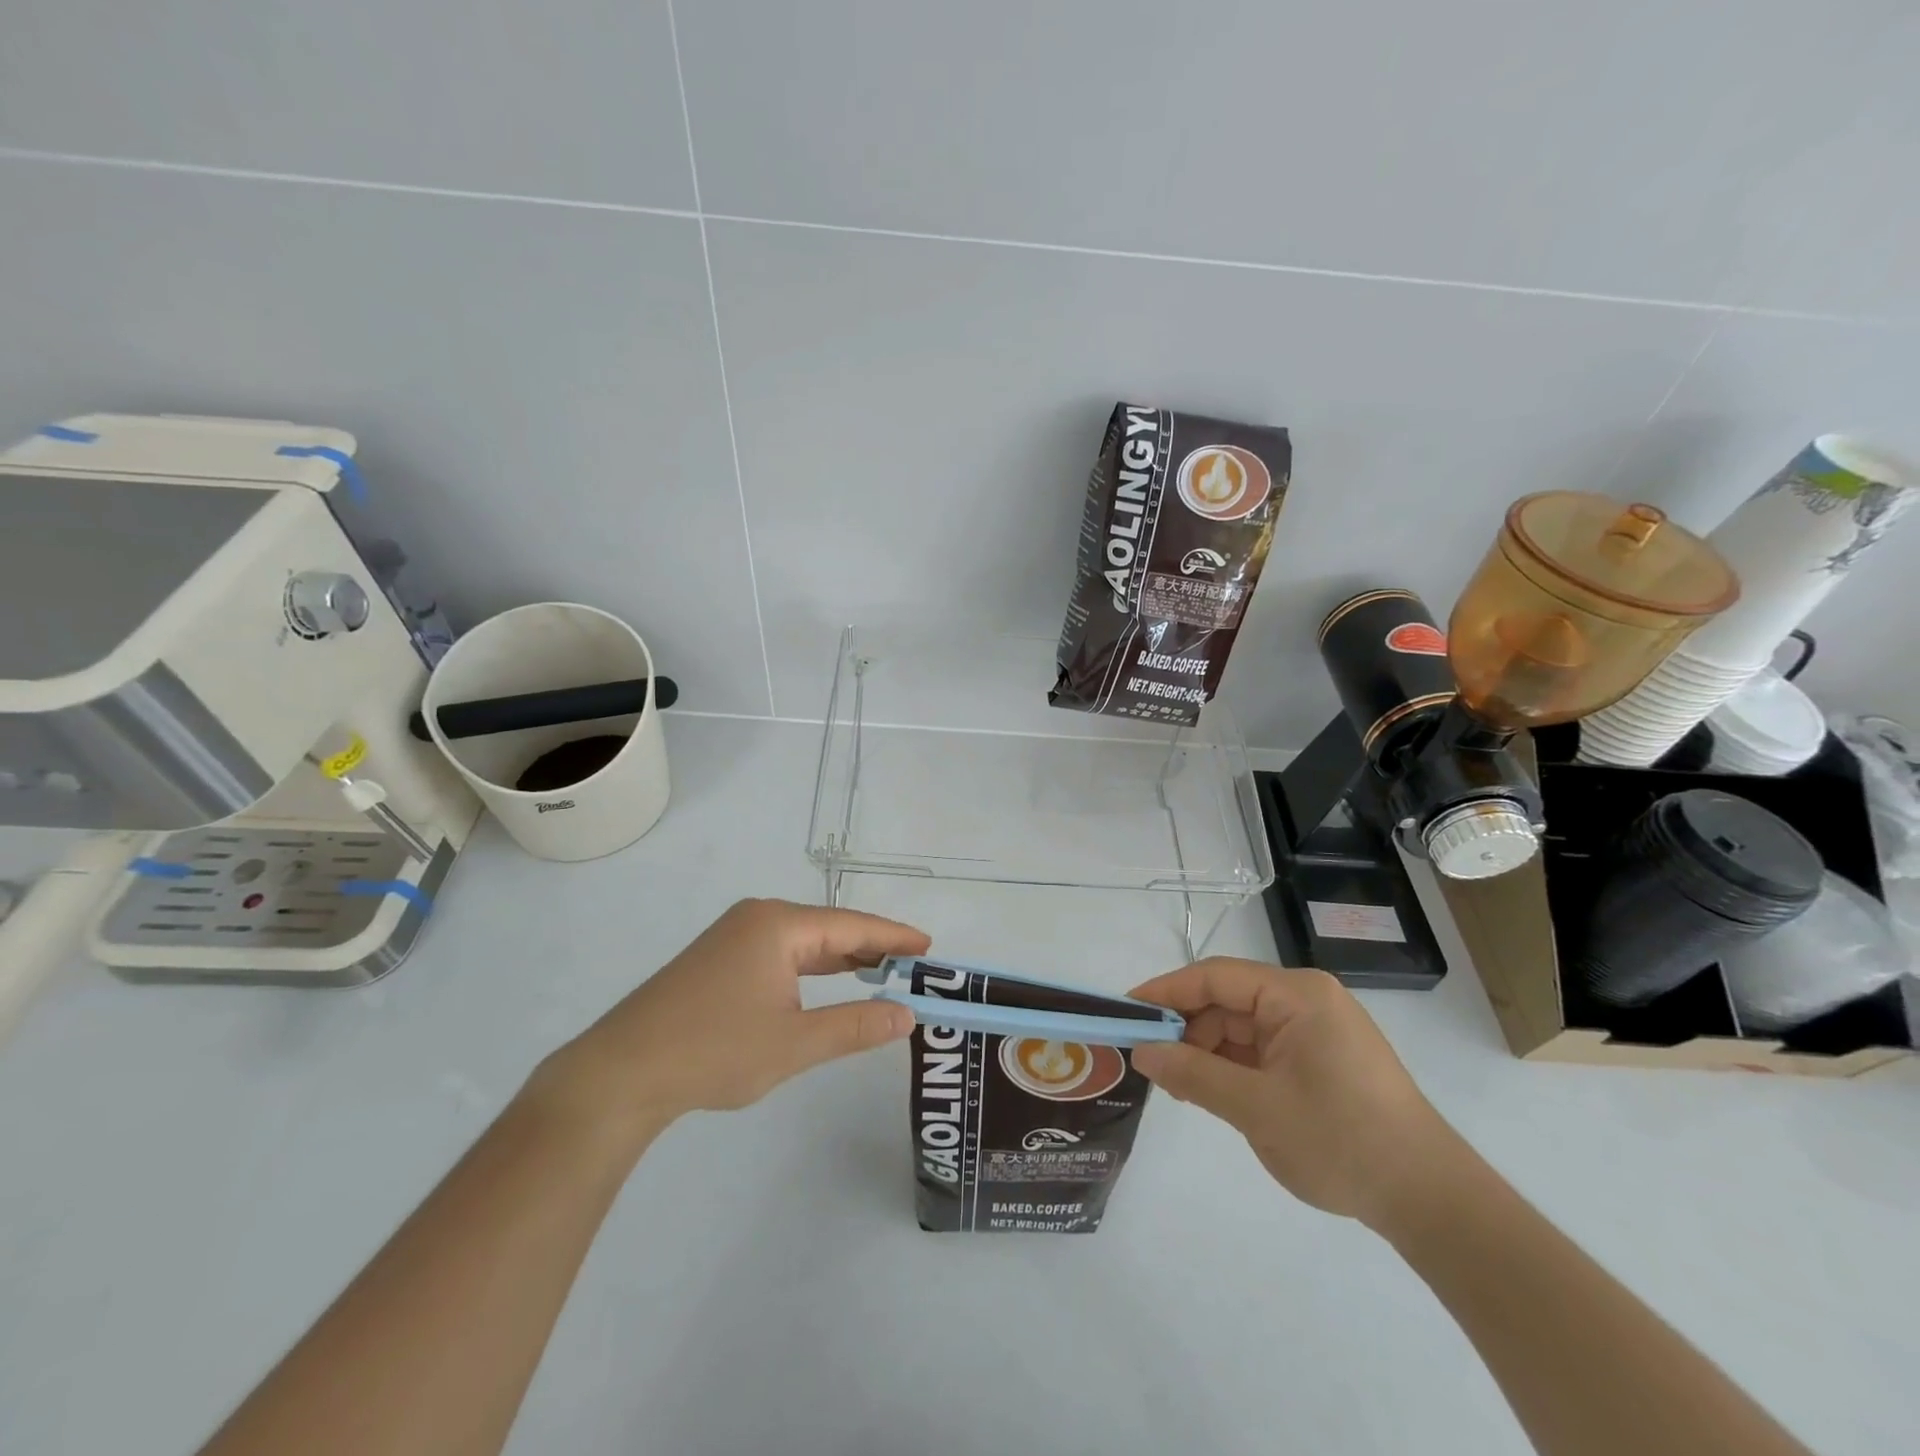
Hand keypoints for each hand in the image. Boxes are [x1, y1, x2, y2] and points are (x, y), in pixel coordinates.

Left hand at [526, 899, 928, 1148]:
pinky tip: (827, 985)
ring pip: (804, 942)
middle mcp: (757, 918)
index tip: (930, 948)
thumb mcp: (794, 1043)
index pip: (851, 926)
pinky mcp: (718, 960)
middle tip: (913, 966)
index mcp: (778, 925)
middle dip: (871, 948)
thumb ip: (855, 1026)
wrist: (620, 1073)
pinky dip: (811, 969)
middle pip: (829, 929)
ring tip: (882, 974)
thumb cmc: (714, 1051)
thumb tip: (906, 1014)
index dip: (893, 937)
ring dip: (842, 960)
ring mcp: (733, 937)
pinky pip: (780, 954)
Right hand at [1128, 959, 1459, 1230]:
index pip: (1214, 977)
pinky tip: (1211, 1092)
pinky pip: (1261, 1050)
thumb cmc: (1341, 1140)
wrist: (1430, 1201)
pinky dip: (1232, 1067)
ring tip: (1178, 1087)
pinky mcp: (1320, 1059)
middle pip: (1227, 1001)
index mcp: (1295, 995)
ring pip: (1240, 1027)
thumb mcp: (1256, 1107)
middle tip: (1149, 1063)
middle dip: (1186, 1029)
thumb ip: (1193, 1074)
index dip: (1166, 991)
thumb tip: (1141, 1050)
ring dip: (1207, 1052)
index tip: (1126, 1012)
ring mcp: (1315, 1030)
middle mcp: (1305, 1001)